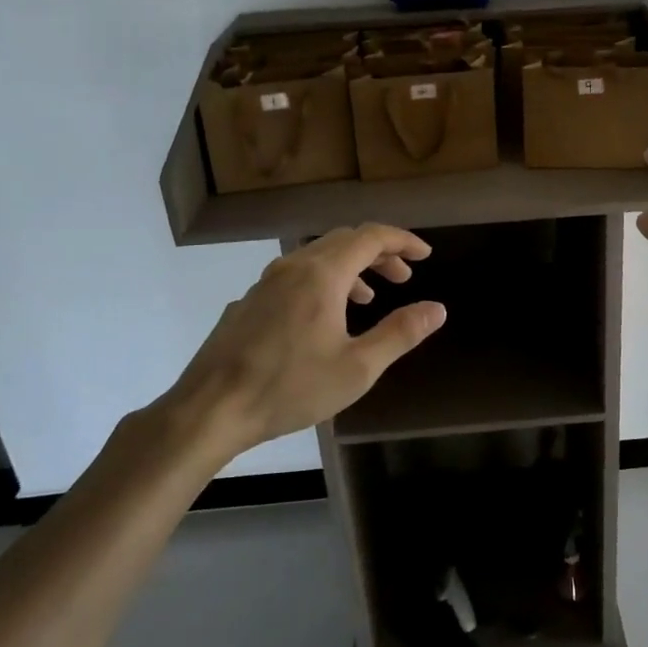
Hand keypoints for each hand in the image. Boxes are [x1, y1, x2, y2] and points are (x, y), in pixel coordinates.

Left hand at [150, 224, 445, 453]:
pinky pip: (294, 276)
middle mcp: (293, 267)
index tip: (426, 254)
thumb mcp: (358, 368)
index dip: (402, 241)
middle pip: (344, 241)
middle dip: (379, 254)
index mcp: (322, 274)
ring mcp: (265, 283)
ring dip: (350, 269)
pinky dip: (322, 282)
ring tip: (368, 298)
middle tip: (404, 277)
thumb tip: (437, 308)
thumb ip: (400, 333)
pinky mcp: (248, 303)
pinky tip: (322, 319)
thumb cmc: (290, 388)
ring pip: (317, 258)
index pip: (371, 237)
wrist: (209, 410)